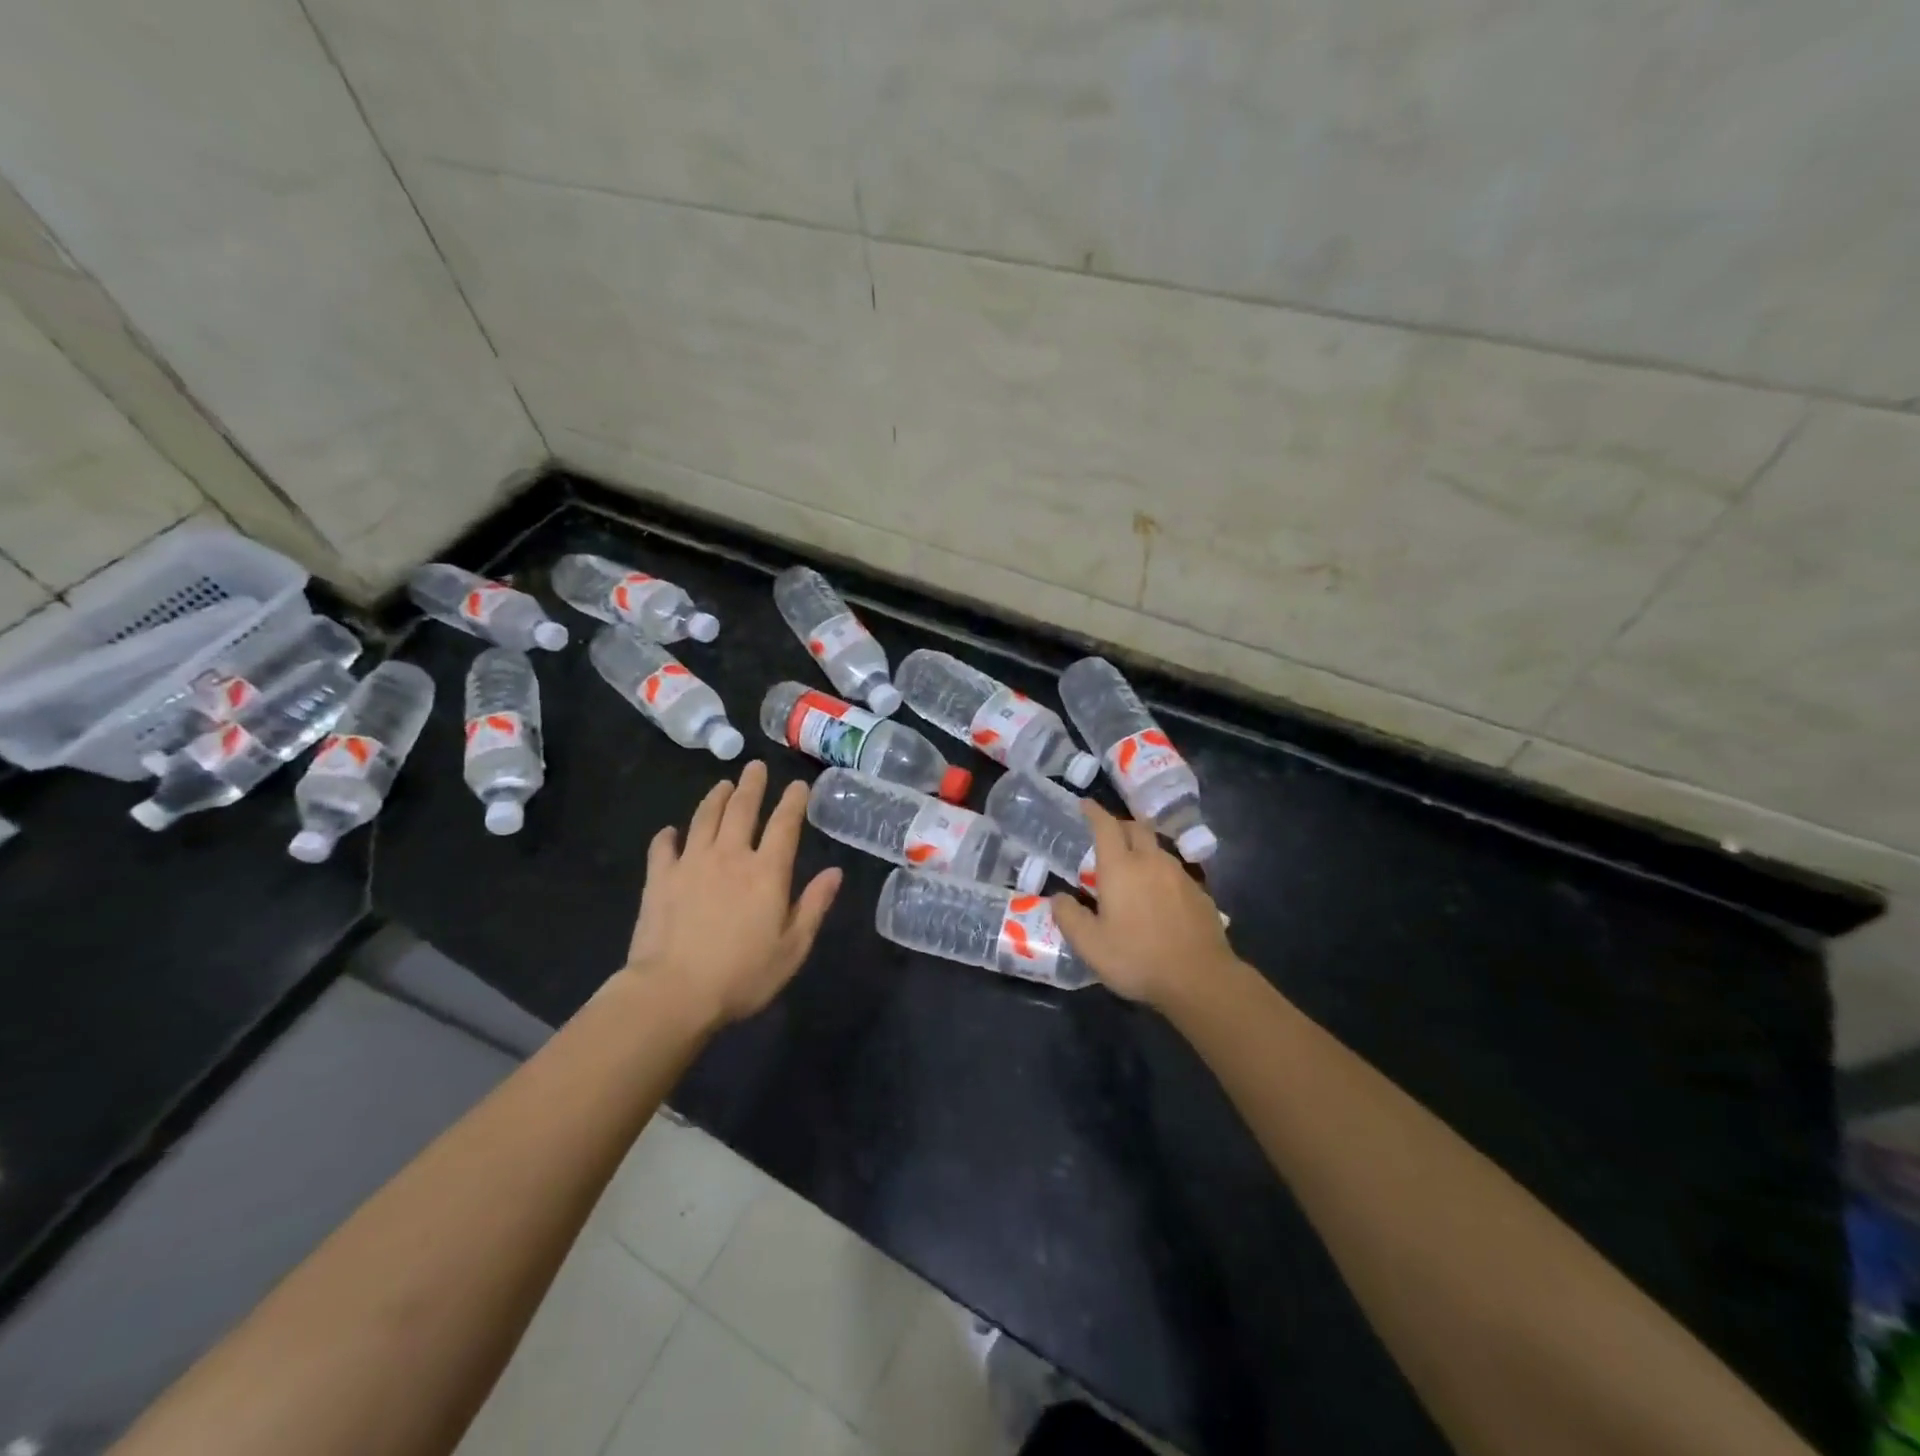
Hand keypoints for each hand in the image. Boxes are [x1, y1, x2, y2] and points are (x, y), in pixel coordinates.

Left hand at [622, 760, 841, 1026]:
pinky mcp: (660, 879)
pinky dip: (668, 835)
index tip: (798, 785)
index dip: (793, 802)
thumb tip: (834, 872)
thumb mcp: (793, 947)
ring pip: (704, 819)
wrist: (673, 992)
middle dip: (752, 785)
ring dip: (715, 798)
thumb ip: (814, 905)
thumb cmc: (742, 975)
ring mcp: (691, 864)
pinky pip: (663, 847)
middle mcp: (730, 856)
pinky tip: (670, 831)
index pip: (784, 825)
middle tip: (755, 766)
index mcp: (767, 872)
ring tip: (722, 785)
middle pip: (742, 810)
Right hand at [1051, 800, 1234, 1008]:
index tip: (1085, 805)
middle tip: (1106, 836)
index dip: (1094, 812)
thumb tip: (1057, 897)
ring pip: (1157, 849)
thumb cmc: (1137, 958)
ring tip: (1130, 868)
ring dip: (1141, 849)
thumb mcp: (1090, 945)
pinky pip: (1174, 871)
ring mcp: (1180, 875)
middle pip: (1136, 828)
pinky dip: (1159, 873)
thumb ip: (1069, 917)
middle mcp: (1151, 862)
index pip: (1105, 826)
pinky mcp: (1200, 893)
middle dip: (1119, 825)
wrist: (1200, 979)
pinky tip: (1157, 896)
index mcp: (1121, 868)